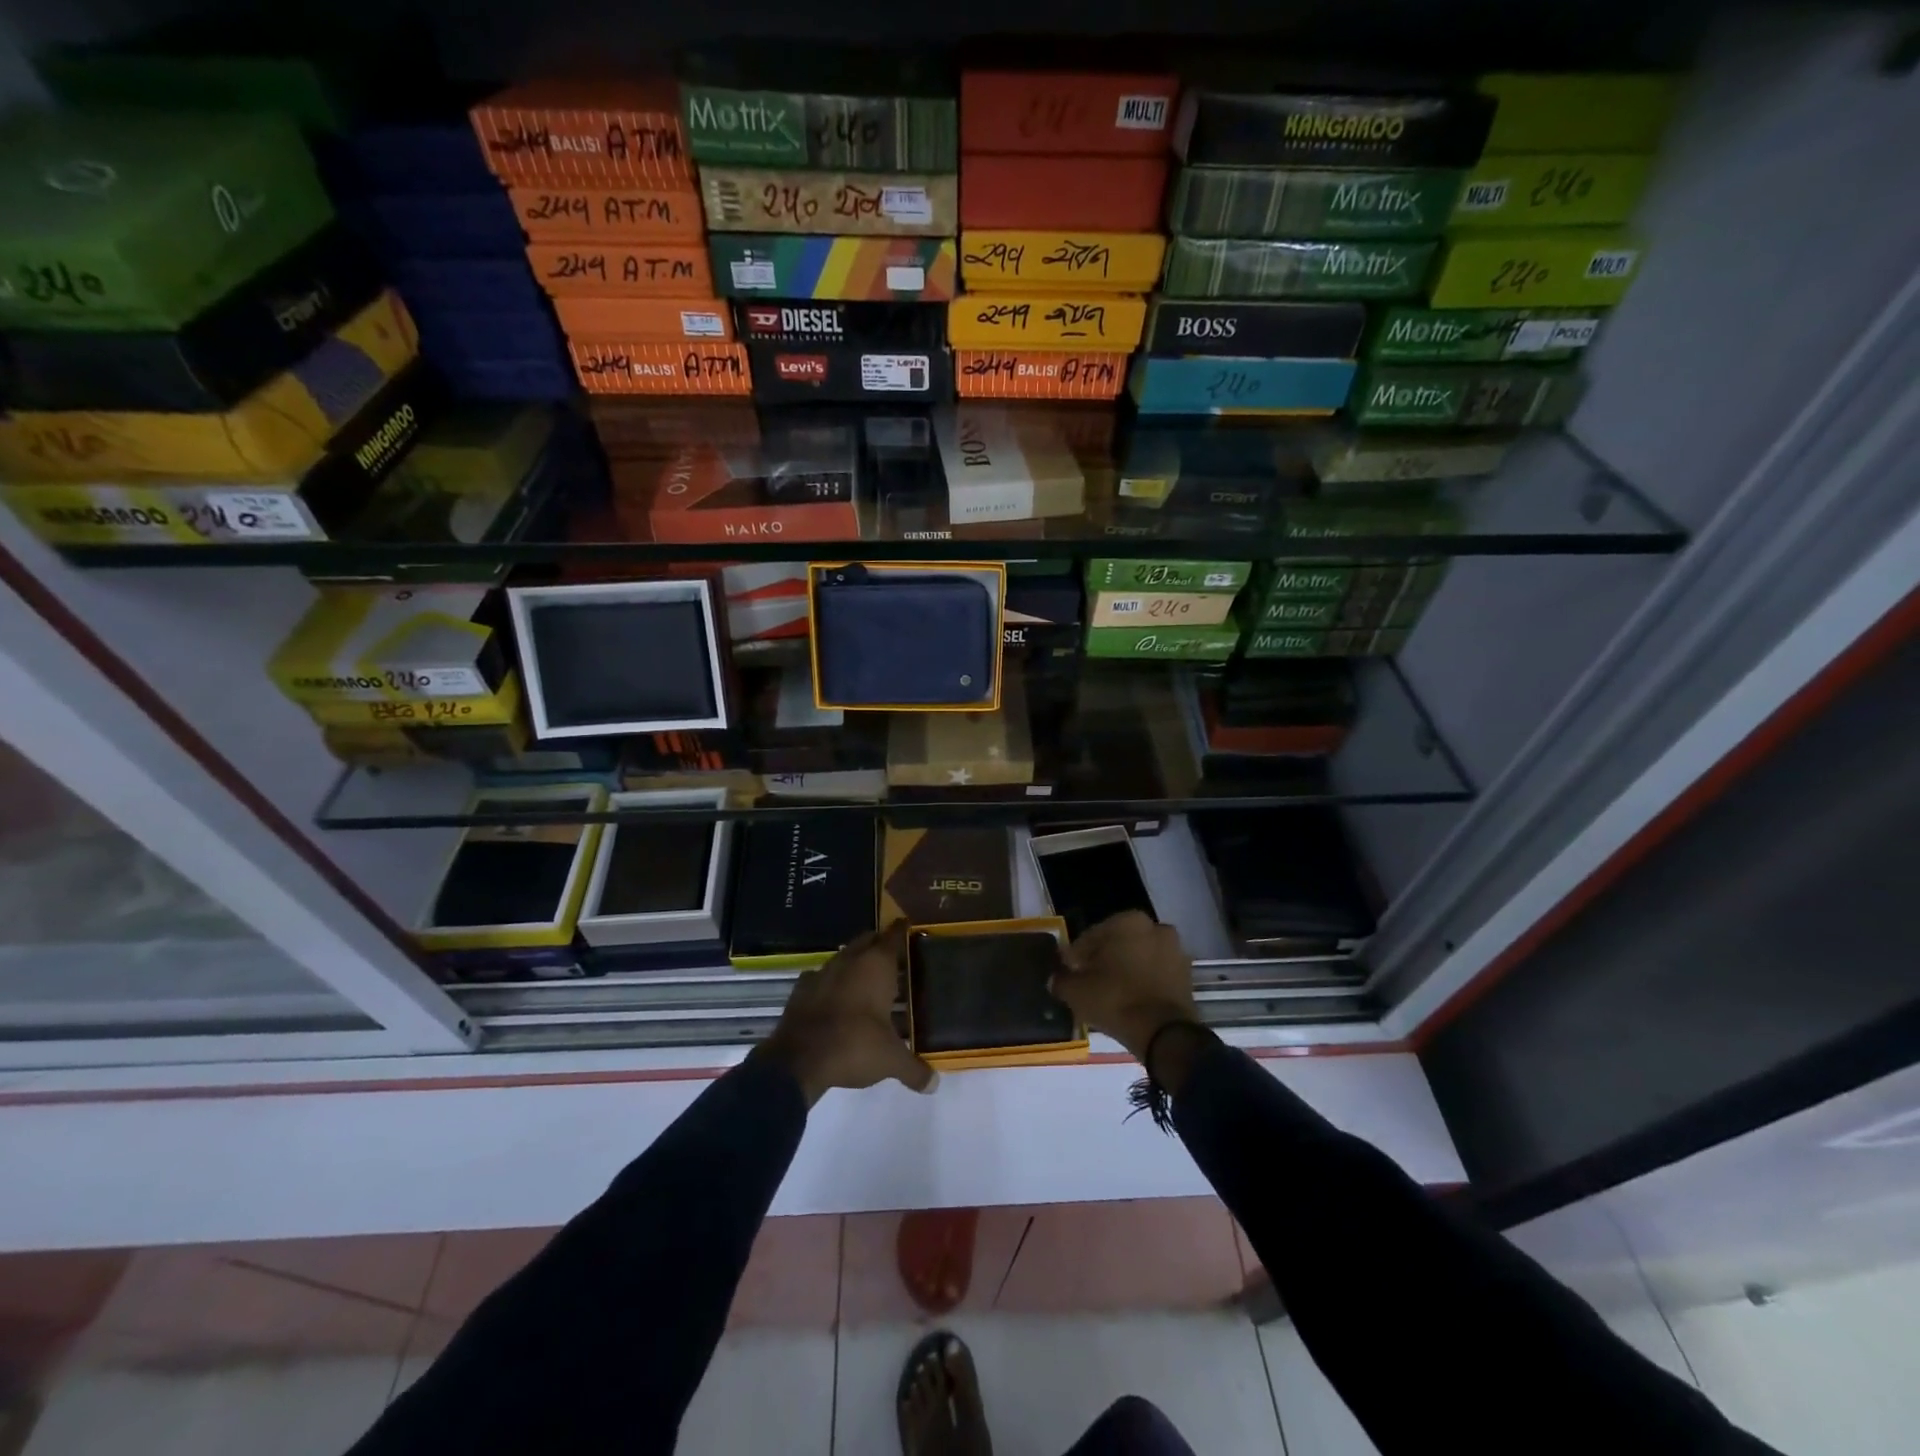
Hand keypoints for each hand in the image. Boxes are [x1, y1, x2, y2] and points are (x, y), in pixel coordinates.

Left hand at [756, 921, 936, 1105]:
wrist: (798, 1059)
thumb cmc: (854, 1046)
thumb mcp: (891, 1060)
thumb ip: (914, 1069)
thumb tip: (934, 1085)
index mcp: (876, 966)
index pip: (894, 937)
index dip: (903, 931)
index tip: (909, 926)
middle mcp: (850, 960)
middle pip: (868, 941)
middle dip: (880, 944)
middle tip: (894, 955)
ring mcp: (823, 972)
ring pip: (844, 957)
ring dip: (855, 963)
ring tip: (868, 978)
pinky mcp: (801, 989)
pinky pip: (822, 977)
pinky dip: (831, 983)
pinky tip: (836, 997)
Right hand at [1050, 911, 1199, 1062]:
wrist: (1165, 1034)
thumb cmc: (1116, 1000)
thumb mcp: (1077, 992)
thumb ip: (1062, 980)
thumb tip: (1055, 979)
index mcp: (1128, 921)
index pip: (1091, 936)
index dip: (1076, 957)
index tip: (1069, 973)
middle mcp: (1155, 927)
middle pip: (1118, 944)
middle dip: (1104, 960)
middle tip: (1089, 983)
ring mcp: (1175, 950)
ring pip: (1139, 957)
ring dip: (1126, 970)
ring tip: (1111, 994)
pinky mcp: (1187, 974)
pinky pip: (1156, 973)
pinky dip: (1144, 982)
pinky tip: (1131, 1001)